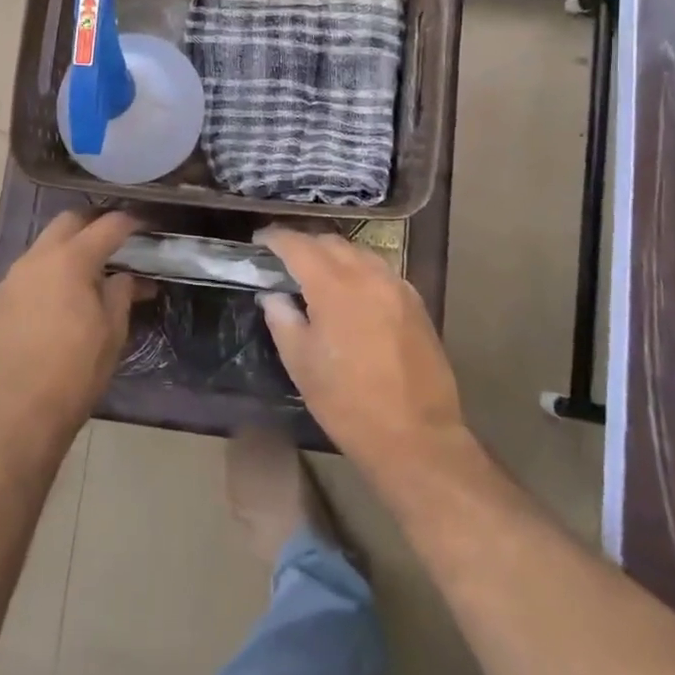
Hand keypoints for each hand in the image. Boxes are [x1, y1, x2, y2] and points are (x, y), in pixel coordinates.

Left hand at [0, 211, 141, 438]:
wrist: (13, 413)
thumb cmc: (73, 371)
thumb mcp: (112, 332)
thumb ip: (120, 293)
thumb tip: (125, 277)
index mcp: (71, 259)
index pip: (107, 225)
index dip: (130, 222)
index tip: (146, 225)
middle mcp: (38, 258)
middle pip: (69, 222)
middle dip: (94, 224)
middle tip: (117, 241)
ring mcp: (14, 278)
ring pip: (46, 245)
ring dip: (70, 248)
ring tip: (93, 272)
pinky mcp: (0, 300)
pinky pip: (32, 270)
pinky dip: (52, 271)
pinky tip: (65, 296)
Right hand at [259, 227, 465, 469]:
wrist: (416, 436)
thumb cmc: (348, 403)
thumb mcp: (301, 364)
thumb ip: (282, 320)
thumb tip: (273, 296)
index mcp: (334, 286)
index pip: (298, 245)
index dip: (275, 238)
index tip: (259, 240)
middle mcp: (367, 275)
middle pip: (330, 242)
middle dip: (304, 244)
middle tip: (284, 259)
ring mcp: (396, 286)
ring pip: (358, 252)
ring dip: (333, 254)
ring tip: (316, 272)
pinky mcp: (415, 303)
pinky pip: (380, 270)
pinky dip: (359, 269)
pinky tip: (352, 291)